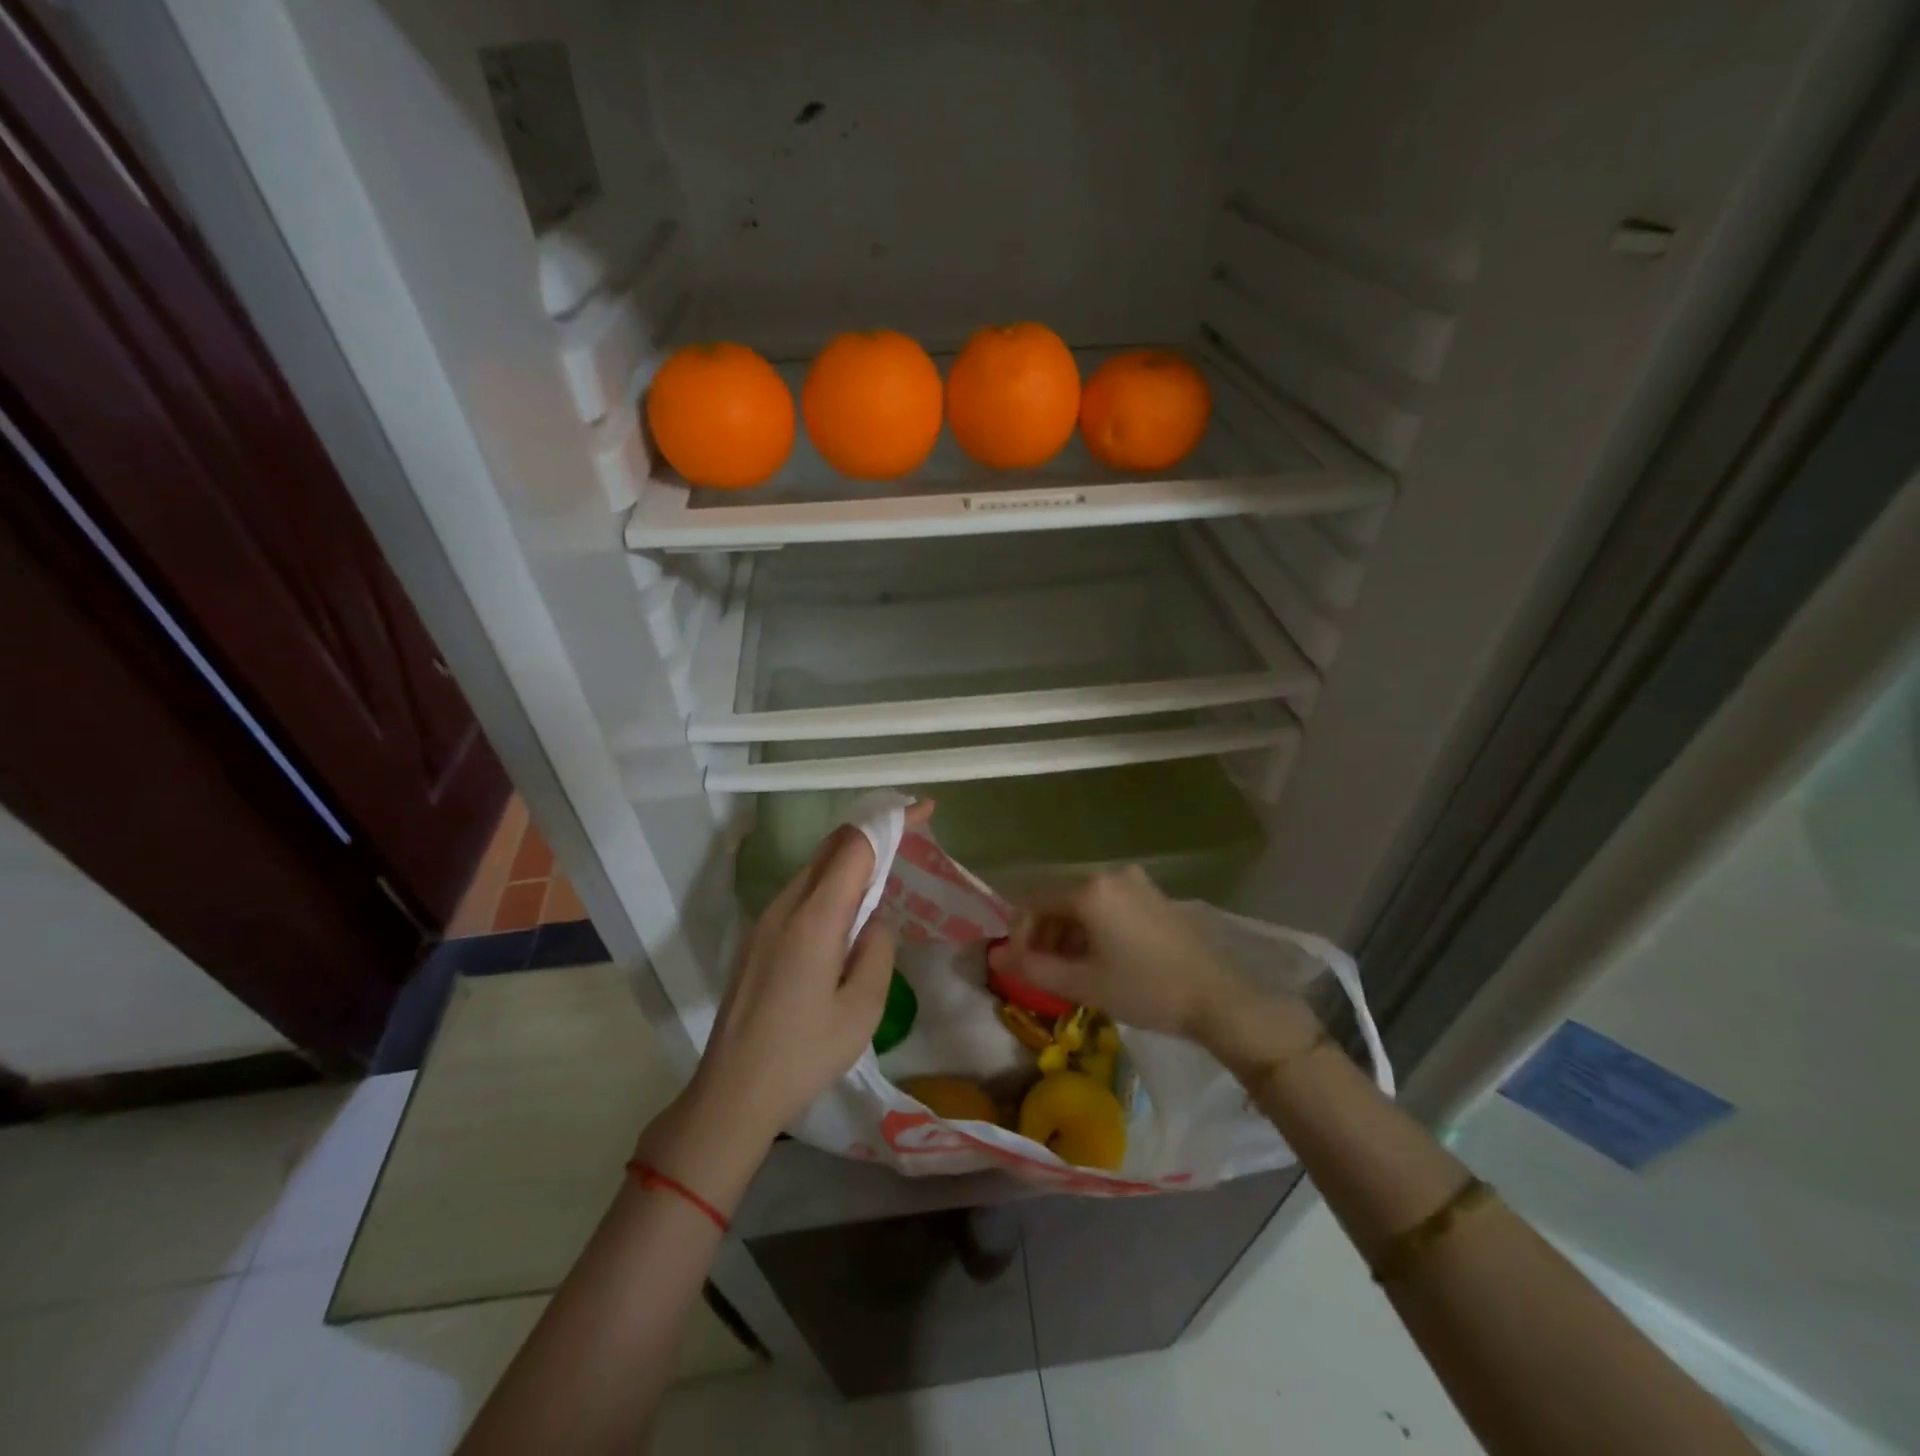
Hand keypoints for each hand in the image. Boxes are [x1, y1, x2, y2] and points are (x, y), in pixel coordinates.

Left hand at [694, 803, 932, 1139]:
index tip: (923, 809)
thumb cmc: (804, 1053)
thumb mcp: (863, 1007)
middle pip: (830, 849)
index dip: (890, 822)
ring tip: (885, 872)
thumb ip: (878, 950)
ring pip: (813, 870)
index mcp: (814, 917)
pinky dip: (831, 884)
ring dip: (850, 859)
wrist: (732, 1092)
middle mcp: (785, 907)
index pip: (855, 846)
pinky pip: (801, 894)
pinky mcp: (757, 939)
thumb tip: (874, 921)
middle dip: (871, 832)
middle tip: (910, 834)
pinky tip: (848, 912)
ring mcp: (765, 922)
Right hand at [988, 866, 1318, 1069]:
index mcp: (1090, 889)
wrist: (1219, 998)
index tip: (1022, 967)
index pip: (1033, 900)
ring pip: (1083, 902)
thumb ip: (1033, 968)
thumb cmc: (1147, 989)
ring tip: (1071, 971)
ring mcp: (1136, 882)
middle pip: (1058, 898)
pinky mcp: (1153, 896)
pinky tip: (1100, 959)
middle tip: (1044, 972)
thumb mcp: (1084, 983)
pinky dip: (1092, 928)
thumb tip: (995, 955)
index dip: (1019, 933)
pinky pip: (1107, 904)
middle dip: (1043, 934)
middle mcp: (1110, 874)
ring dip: (1067, 933)